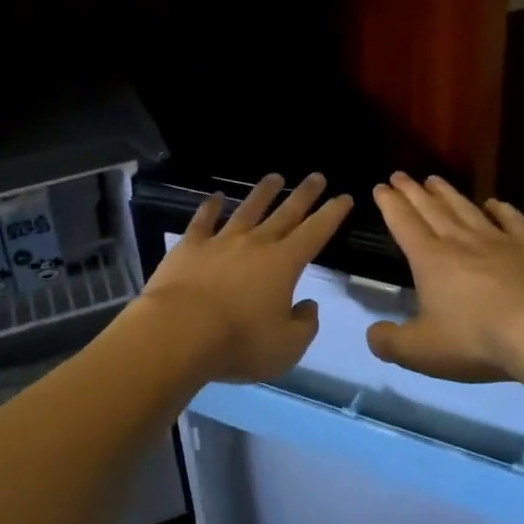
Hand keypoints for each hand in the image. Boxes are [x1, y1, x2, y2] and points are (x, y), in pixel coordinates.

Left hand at [137, 172, 352, 384]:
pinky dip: (211, 206)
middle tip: (317, 176)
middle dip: (304, 195)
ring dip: (263, 193)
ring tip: (275, 177)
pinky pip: (203, 220)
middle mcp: (255, 244)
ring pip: (247, 210)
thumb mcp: (286, 347)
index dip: (332, 214)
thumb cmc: (239, 342)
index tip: (344, 197)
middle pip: (285, 213)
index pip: (315, 233)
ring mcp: (221, 241)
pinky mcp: (189, 246)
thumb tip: (307, 305)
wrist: (179, 331)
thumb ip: (304, 325)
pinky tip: (216, 197)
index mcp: (284, 264)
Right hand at [366, 172, 523, 384]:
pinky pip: (514, 222)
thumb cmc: (477, 340)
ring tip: (435, 179)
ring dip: (449, 194)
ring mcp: (500, 241)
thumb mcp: (421, 351)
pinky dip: (503, 210)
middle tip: (400, 174)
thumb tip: (372, 334)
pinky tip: (496, 203)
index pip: (404, 224)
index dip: (390, 204)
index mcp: (430, 260)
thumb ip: (390, 342)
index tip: (381, 186)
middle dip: (413, 191)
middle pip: (432, 209)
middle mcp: (462, 241)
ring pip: (468, 210)